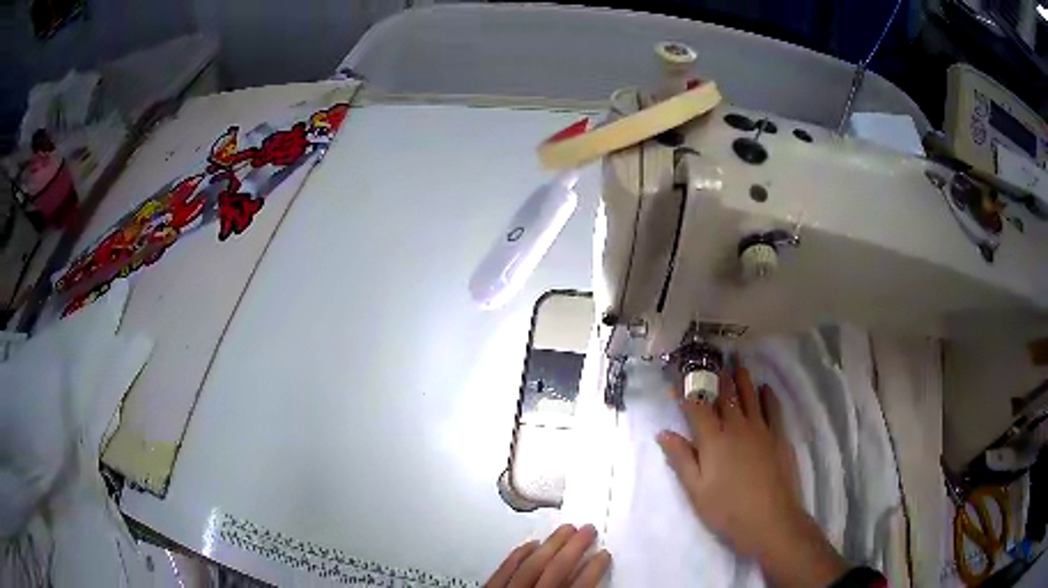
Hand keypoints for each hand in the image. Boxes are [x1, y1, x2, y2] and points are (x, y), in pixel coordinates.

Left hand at [485, 524, 611, 587]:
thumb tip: (595, 582)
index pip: (581, 585)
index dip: (595, 568)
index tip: (603, 555)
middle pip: (557, 568)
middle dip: (575, 546)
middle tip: (588, 530)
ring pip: (532, 564)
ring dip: (551, 544)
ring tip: (565, 529)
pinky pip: (504, 569)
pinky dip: (519, 555)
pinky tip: (530, 544)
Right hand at [656, 361, 846, 587]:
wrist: (770, 519)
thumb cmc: (727, 509)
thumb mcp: (696, 490)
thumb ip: (681, 459)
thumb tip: (664, 433)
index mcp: (713, 440)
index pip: (696, 408)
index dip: (684, 393)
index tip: (675, 381)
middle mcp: (737, 426)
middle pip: (725, 395)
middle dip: (715, 376)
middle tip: (710, 360)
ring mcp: (761, 429)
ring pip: (750, 395)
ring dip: (741, 378)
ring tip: (737, 363)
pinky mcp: (779, 435)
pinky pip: (772, 407)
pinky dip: (767, 394)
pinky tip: (765, 388)